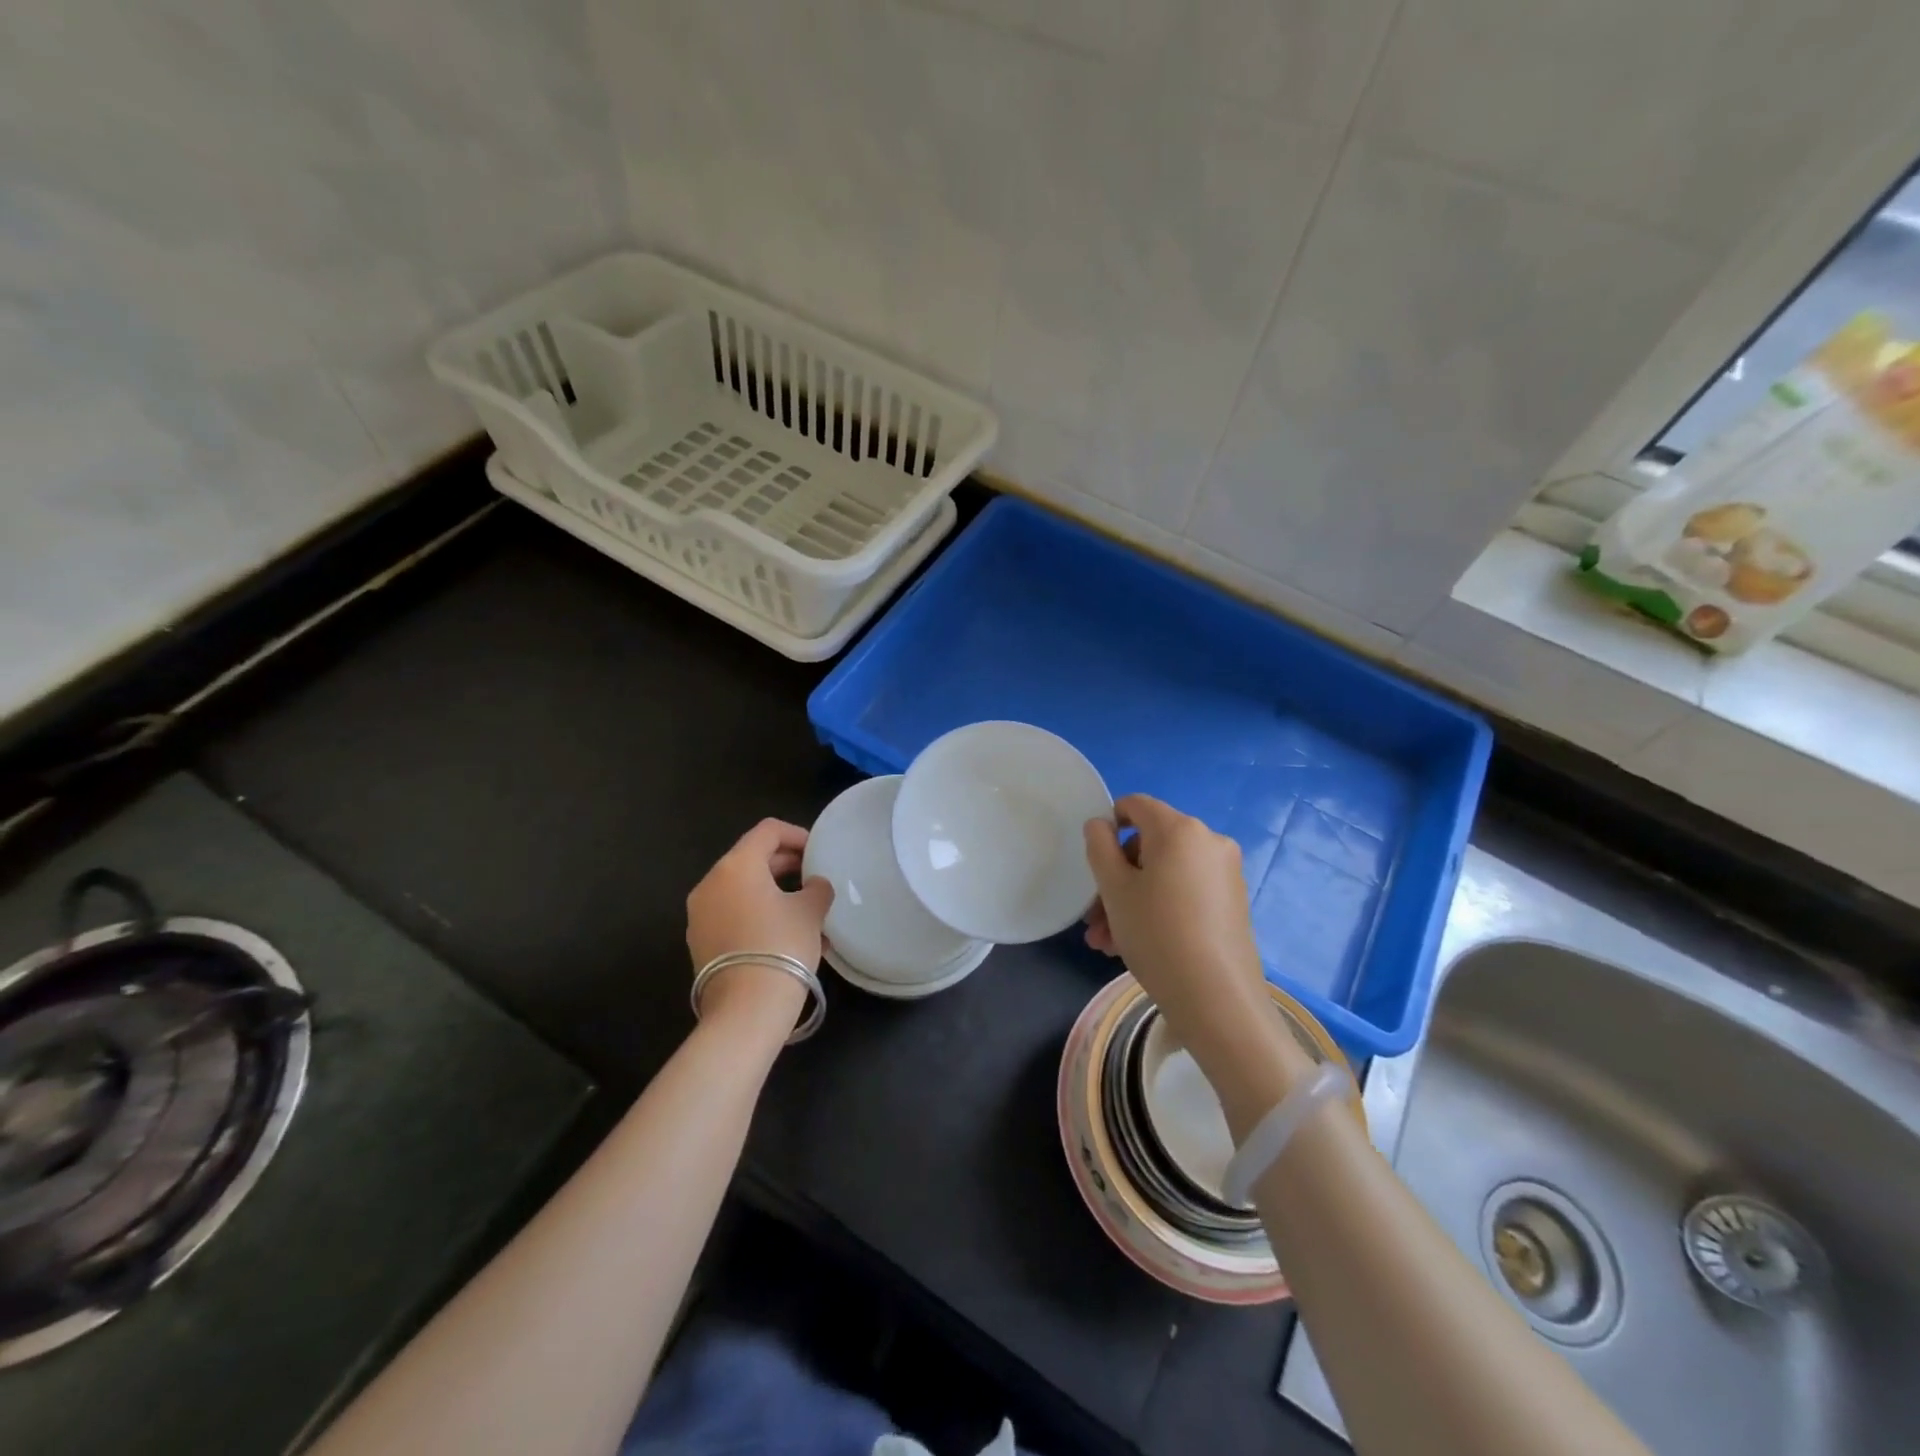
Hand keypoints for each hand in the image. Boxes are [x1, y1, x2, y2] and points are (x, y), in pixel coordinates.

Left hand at [686, 819, 833, 1031]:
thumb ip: (817, 888)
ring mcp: (700, 914)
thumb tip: (814, 885)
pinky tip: (786, 935)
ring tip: (805, 911)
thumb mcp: (810, 911)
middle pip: (751, 859)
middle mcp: (710, 883)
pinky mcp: (700, 942)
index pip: (768, 831)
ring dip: (774, 892)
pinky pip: (733, 914)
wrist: (746, 1009)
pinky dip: (758, 914)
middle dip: (786, 865)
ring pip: (742, 889)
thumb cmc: (782, 946)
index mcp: (736, 865)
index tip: (818, 852)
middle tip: (814, 878)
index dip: (797, 835)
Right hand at [1084, 795, 1306, 1088]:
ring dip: (1131, 901)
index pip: (1135, 805)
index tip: (1094, 863)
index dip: (1108, 825)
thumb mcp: (1114, 889)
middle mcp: (1208, 841)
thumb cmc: (1156, 934)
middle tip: (1094, 919)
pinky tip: (1135, 945)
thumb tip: (1101, 825)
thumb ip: (1100, 847)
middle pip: (1149, 845)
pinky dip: (1159, 908)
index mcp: (1179, 829)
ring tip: (1107, 942)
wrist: (1217, 999)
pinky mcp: (1232, 902)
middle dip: (1116, 879)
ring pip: (1164, 874)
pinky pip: (1185, 892)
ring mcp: (1225, 873)